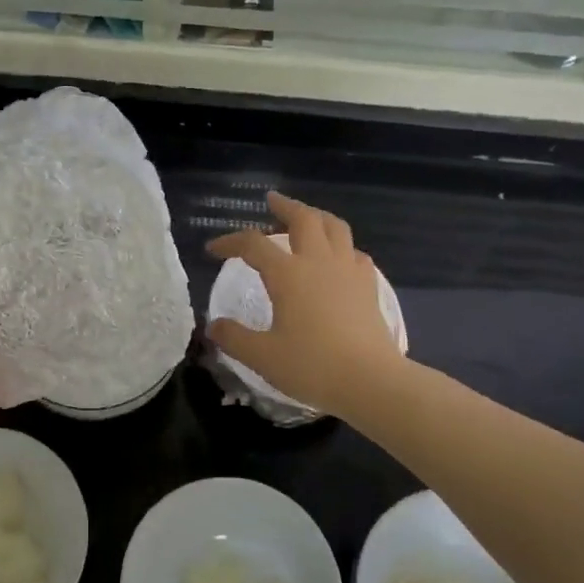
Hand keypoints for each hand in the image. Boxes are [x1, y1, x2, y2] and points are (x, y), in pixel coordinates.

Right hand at [206, 192, 403, 419]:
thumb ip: (234, 338)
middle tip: (271, 202)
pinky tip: (337, 258)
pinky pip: (355, 253)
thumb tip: (213, 325)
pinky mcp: (369, 286)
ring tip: (306, 219)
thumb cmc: (312, 366)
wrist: (370, 381)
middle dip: (284, 206)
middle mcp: (318, 262)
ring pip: (335, 227)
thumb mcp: (262, 357)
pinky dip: (342, 247)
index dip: (230, 242)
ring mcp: (348, 271)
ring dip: (316, 217)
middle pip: (303, 218)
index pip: (253, 244)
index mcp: (288, 274)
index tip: (213, 250)